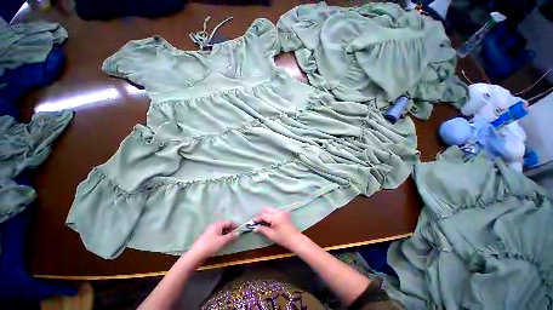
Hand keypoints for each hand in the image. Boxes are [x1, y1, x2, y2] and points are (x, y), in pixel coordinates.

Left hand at [188, 221, 238, 259]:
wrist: (195, 255)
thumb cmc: (210, 246)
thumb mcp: (223, 241)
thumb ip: (231, 236)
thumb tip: (238, 233)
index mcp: (217, 224)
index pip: (229, 222)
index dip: (235, 225)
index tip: (241, 230)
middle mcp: (214, 226)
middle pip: (225, 226)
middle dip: (232, 230)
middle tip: (237, 235)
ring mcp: (210, 232)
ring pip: (222, 231)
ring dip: (228, 234)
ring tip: (232, 239)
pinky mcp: (208, 238)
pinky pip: (218, 235)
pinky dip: (223, 237)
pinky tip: (225, 242)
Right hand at [253, 207, 301, 249]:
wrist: (295, 239)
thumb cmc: (283, 238)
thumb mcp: (271, 235)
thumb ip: (262, 229)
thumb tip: (254, 228)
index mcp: (275, 217)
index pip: (263, 215)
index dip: (257, 218)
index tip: (252, 222)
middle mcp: (279, 212)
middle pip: (267, 209)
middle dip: (261, 214)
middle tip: (257, 221)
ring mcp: (282, 211)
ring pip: (271, 209)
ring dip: (266, 213)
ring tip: (263, 221)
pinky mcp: (285, 213)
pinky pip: (275, 211)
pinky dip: (271, 214)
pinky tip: (269, 221)